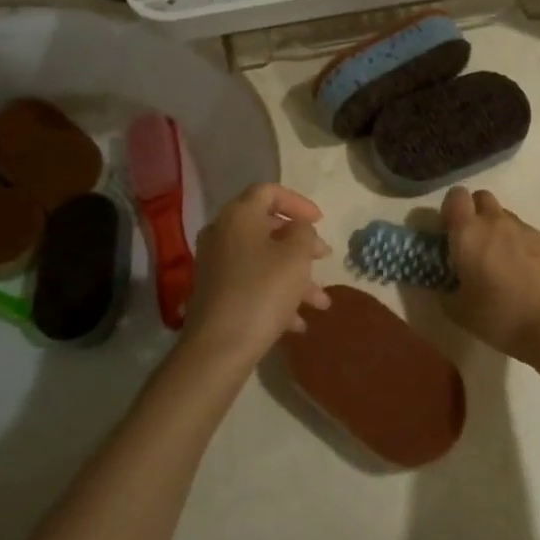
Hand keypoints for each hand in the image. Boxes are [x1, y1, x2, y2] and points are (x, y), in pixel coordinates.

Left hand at [182, 184, 331, 369]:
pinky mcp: (216, 293)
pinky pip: (252, 283)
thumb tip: (297, 228)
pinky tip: (298, 323)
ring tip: (321, 303)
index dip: (298, 202)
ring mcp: (216, 265)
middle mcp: (222, 234)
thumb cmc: (263, 291)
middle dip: (300, 244)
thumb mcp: (296, 256)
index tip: (320, 221)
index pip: (269, 191)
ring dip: (294, 276)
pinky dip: (276, 295)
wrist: (219, 348)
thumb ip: (304, 232)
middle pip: (267, 228)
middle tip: (324, 258)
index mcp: (239, 216)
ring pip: (263, 260)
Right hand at [441, 187, 539, 359]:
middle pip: (482, 197)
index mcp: (468, 233)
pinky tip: (525, 272)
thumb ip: (445, 291)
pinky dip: (521, 245)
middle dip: (475, 212)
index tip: (450, 230)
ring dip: (499, 230)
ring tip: (502, 261)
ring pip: (505, 216)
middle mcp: (495, 221)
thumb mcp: (458, 311)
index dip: (451, 208)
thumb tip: (444, 285)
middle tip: (475, 242)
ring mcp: (524, 228)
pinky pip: (527, 233)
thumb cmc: (498, 315)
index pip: (455, 195)